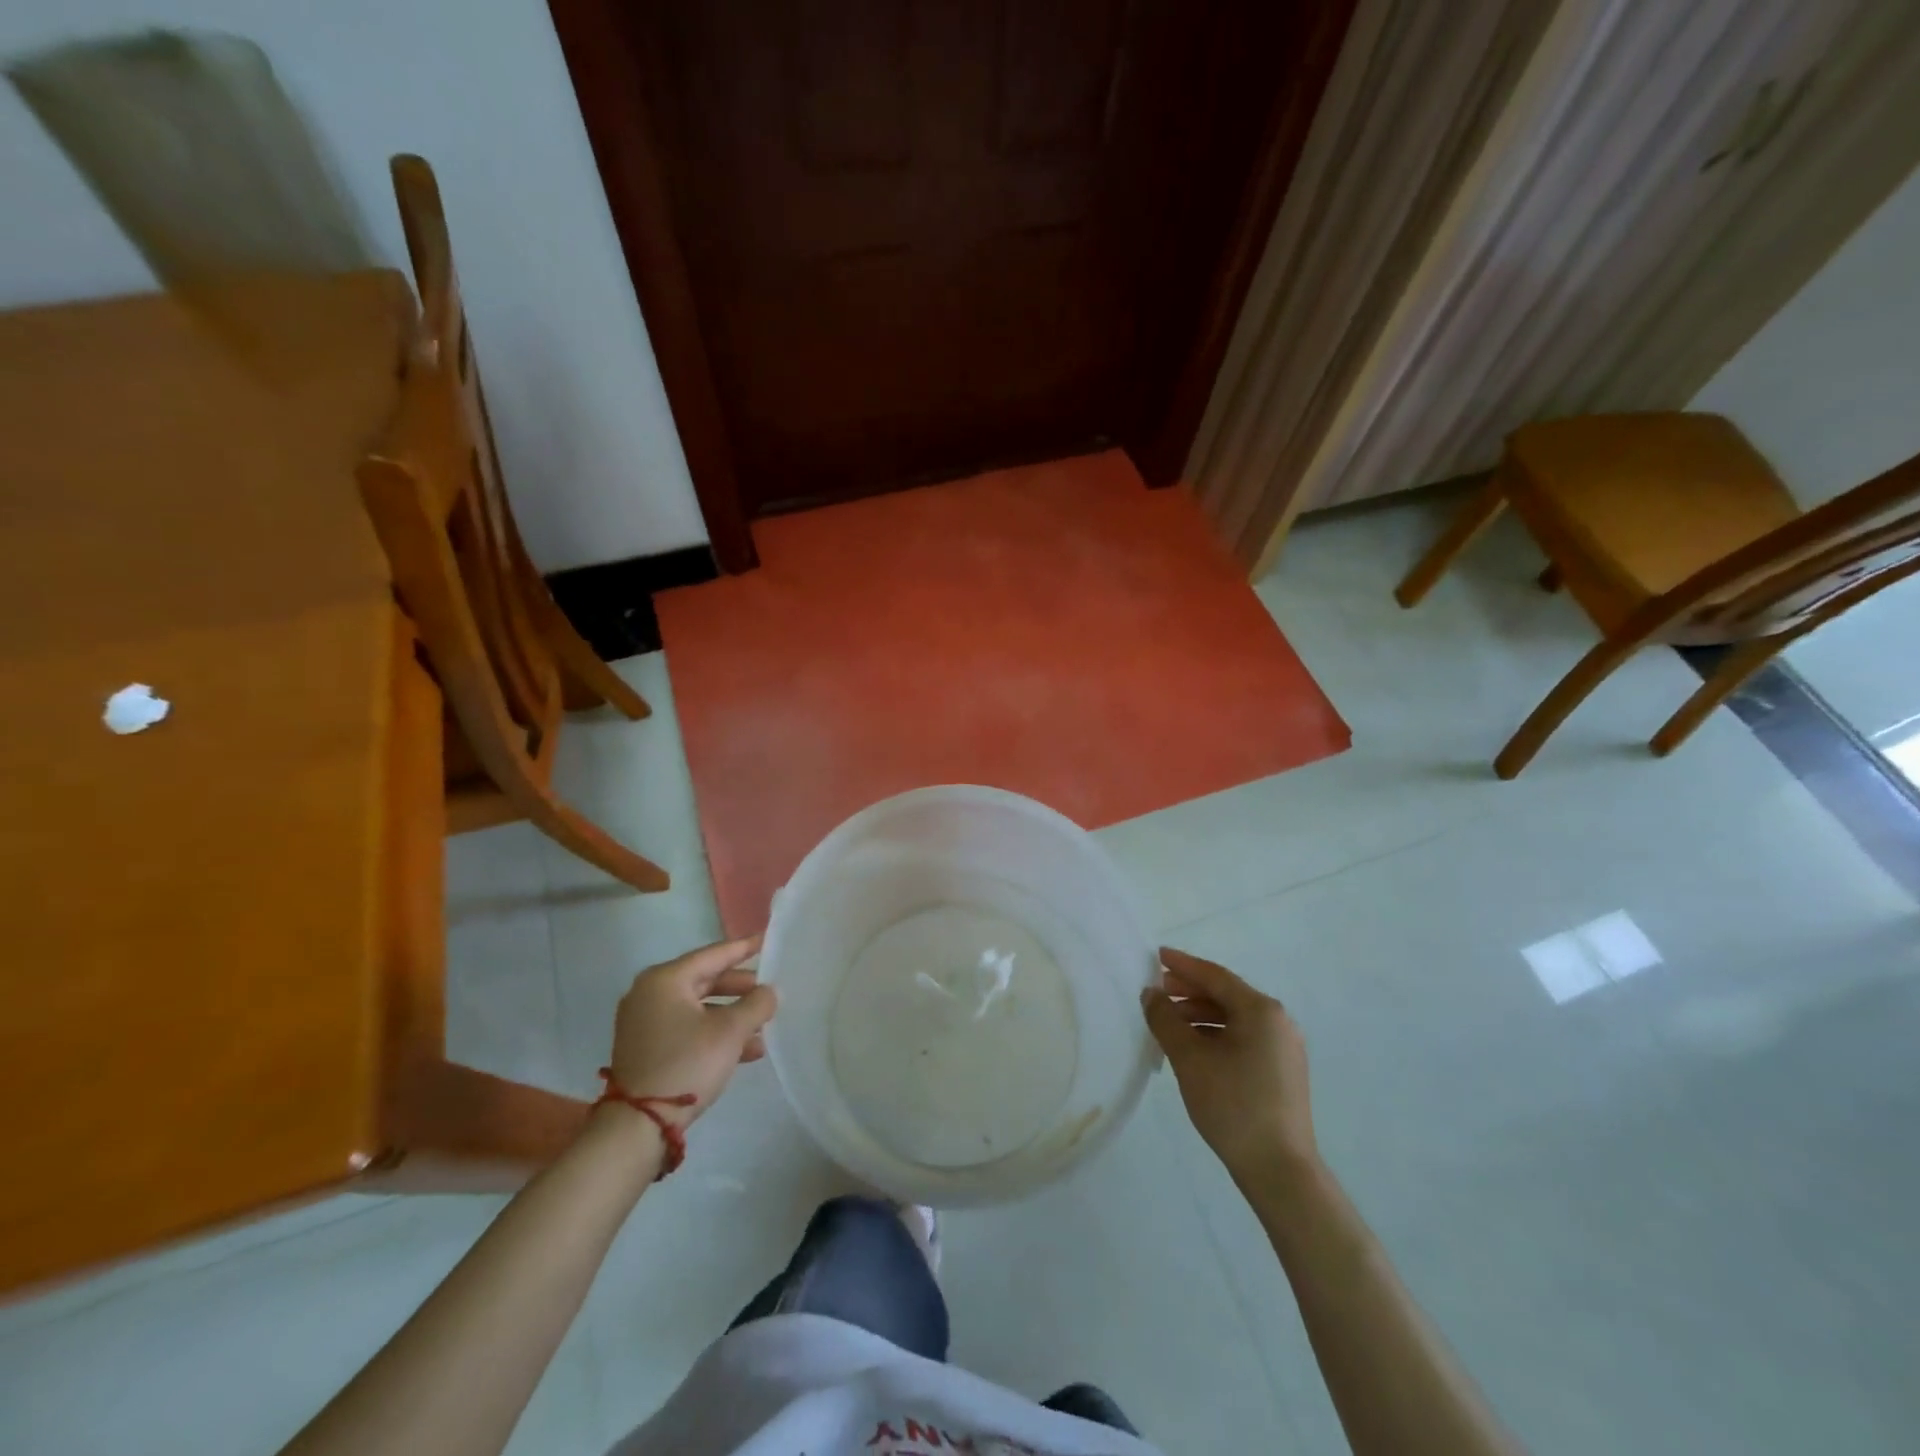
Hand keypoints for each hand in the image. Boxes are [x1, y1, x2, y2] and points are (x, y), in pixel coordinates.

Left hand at [607, 937, 775, 1124]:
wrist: (638, 1125)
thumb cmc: (686, 1064)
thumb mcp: (730, 1032)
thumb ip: (756, 1004)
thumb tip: (770, 992)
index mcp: (665, 980)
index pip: (713, 955)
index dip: (743, 948)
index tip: (766, 939)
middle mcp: (650, 994)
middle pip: (705, 980)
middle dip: (740, 989)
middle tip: (768, 991)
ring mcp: (644, 1022)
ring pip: (698, 1008)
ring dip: (731, 1016)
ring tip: (763, 1026)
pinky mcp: (646, 1047)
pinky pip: (687, 1028)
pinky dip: (714, 1033)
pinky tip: (745, 1050)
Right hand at [1143, 947, 1317, 1184]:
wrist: (1280, 1171)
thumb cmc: (1233, 1105)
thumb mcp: (1189, 1058)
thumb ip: (1165, 1019)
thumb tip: (1151, 994)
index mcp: (1261, 1010)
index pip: (1215, 976)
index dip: (1183, 965)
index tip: (1157, 955)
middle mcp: (1278, 1022)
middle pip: (1226, 995)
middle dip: (1189, 991)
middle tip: (1157, 990)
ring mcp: (1283, 1048)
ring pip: (1234, 1018)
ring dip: (1200, 1015)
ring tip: (1169, 1023)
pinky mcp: (1282, 1072)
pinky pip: (1243, 1038)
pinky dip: (1215, 1035)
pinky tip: (1193, 1048)